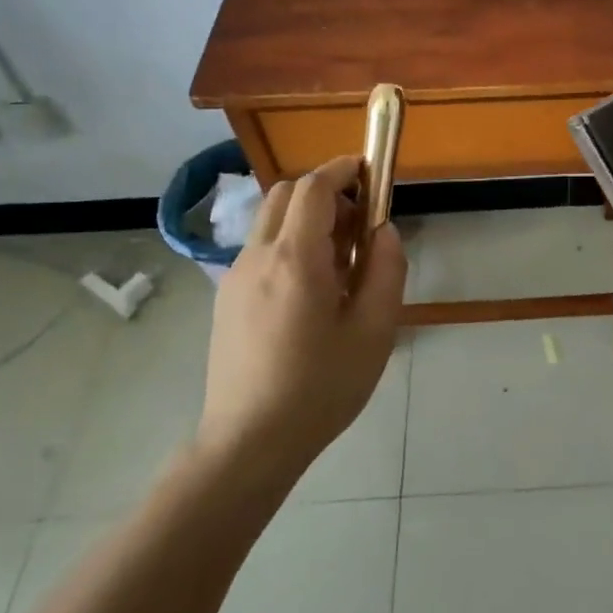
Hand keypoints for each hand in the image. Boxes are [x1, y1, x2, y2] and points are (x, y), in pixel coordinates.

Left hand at [198, 155, 407, 471]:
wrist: (249, 443)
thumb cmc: (321, 387)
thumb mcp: (375, 330)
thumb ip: (386, 269)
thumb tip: (383, 231)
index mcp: (296, 259)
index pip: (314, 187)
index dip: (343, 169)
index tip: (370, 172)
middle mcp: (258, 257)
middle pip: (287, 194)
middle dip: (326, 193)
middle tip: (358, 226)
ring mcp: (235, 277)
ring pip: (271, 221)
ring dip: (307, 220)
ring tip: (338, 265)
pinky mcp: (226, 299)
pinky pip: (260, 250)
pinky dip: (289, 245)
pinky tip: (309, 293)